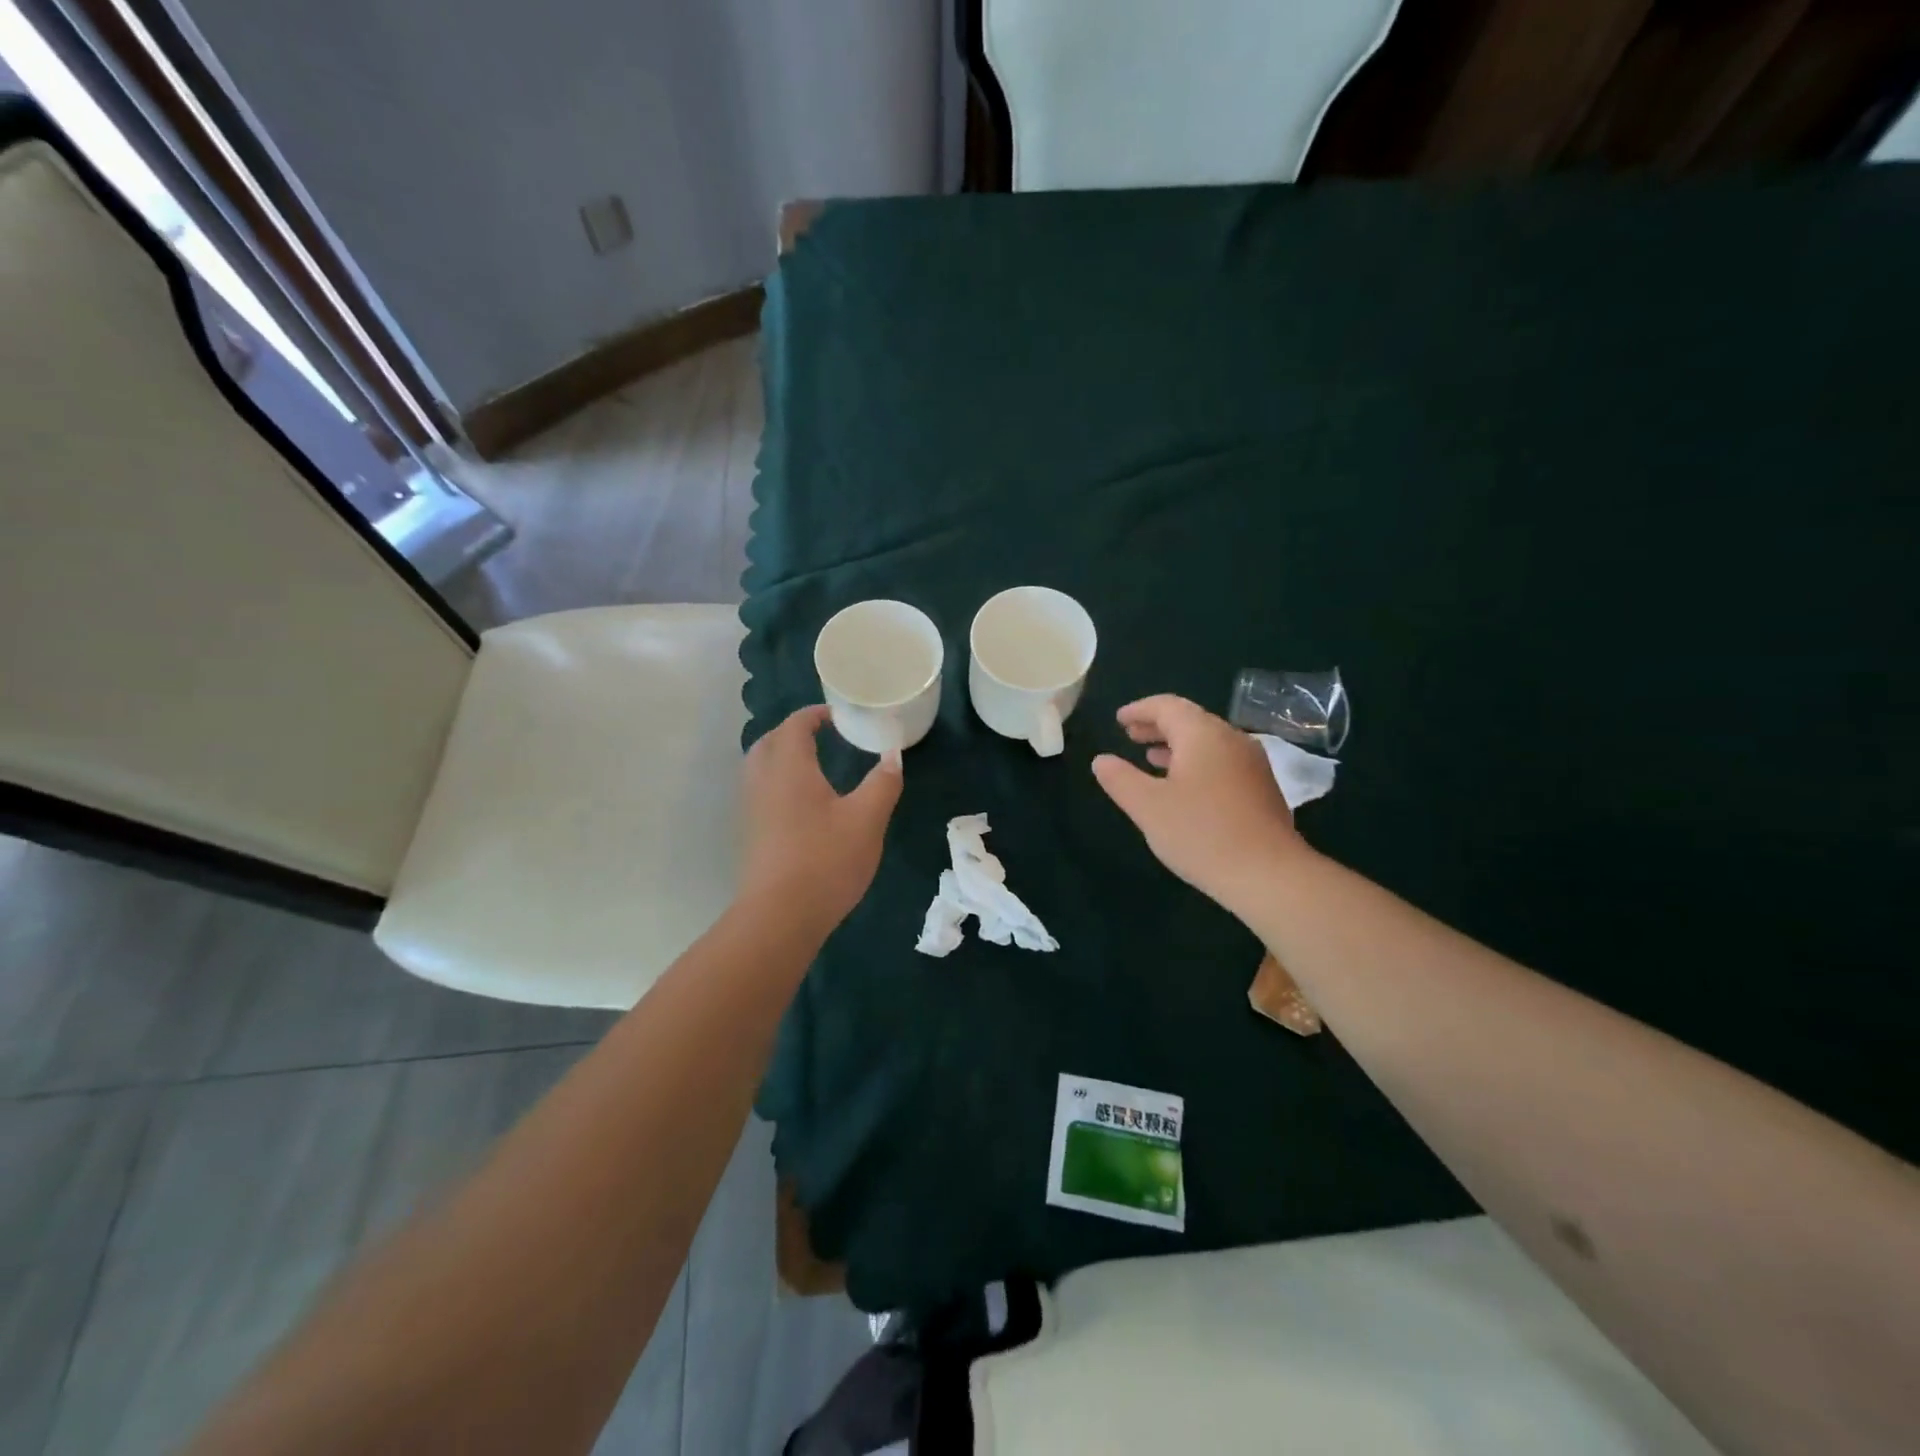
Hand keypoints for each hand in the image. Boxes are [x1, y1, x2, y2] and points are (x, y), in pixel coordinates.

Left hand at [740, 705, 902, 929]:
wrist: (780, 916)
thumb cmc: (825, 860)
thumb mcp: (867, 819)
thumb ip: (882, 783)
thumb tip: (893, 755)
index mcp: (789, 767)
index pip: (795, 725)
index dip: (815, 714)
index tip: (839, 715)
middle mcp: (764, 781)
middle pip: (770, 741)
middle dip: (794, 732)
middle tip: (824, 736)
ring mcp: (753, 809)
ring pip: (761, 767)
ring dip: (783, 756)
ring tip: (815, 765)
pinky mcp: (752, 834)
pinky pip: (761, 791)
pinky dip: (779, 781)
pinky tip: (805, 802)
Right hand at [1092, 695, 1308, 914]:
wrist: (1269, 874)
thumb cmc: (1201, 834)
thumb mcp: (1147, 807)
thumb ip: (1120, 779)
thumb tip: (1102, 760)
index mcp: (1203, 735)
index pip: (1167, 706)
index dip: (1140, 710)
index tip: (1118, 719)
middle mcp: (1231, 739)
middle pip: (1190, 720)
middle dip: (1157, 725)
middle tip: (1130, 735)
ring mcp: (1252, 763)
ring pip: (1208, 741)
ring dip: (1176, 745)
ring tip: (1150, 757)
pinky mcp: (1261, 787)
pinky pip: (1222, 760)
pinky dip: (1196, 761)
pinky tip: (1184, 786)